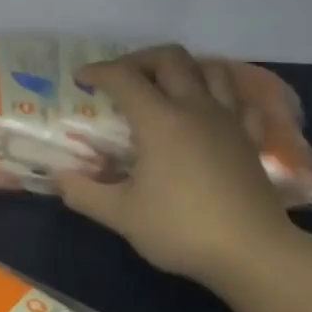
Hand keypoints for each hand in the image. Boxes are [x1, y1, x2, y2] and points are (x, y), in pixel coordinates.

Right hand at [57, 46, 301, 287]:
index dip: (98, 71)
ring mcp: (228, 120)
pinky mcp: (250, 139)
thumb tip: (58, 177)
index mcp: (159, 120)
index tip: (80, 79)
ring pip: (210, 69)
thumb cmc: (181, 229)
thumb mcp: (121, 215)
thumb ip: (83, 193)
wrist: (253, 253)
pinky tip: (209, 109)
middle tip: (121, 79)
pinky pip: (239, 100)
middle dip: (139, 60)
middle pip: (170, 58)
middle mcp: (195, 108)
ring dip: (183, 69)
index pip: (123, 77)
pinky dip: (220, 94)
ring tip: (164, 86)